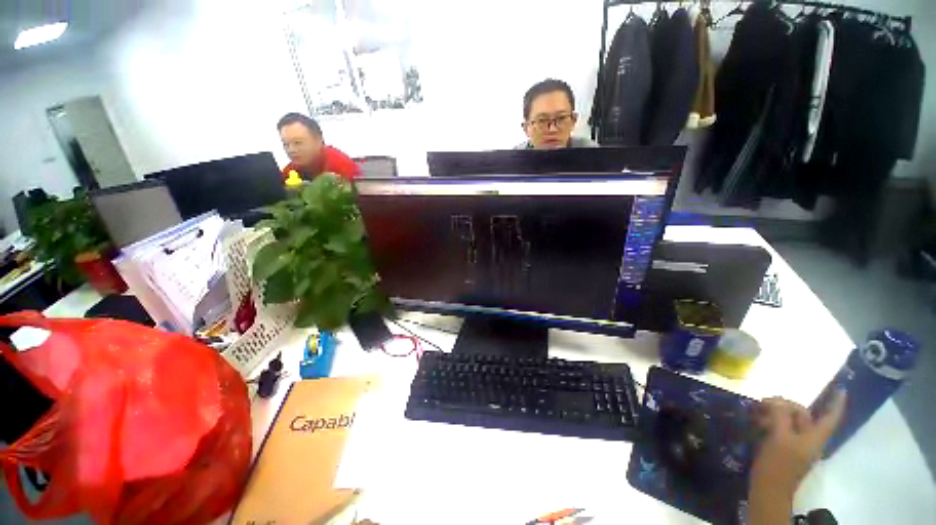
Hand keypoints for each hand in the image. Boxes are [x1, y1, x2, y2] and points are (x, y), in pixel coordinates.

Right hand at [747, 391, 846, 524]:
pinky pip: (780, 429)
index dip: (836, 403)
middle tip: (764, 401)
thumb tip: (777, 401)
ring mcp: (796, 445)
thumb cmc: (777, 464)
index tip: (841, 388)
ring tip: (756, 411)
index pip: (830, 417)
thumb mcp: (779, 437)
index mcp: (814, 438)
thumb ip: (780, 416)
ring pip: (789, 421)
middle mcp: (809, 439)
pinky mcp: (784, 448)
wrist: (768, 489)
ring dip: (774, 413)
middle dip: (786, 405)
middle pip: (803, 415)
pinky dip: (770, 422)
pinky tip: (756, 421)